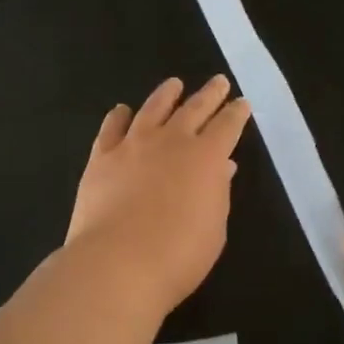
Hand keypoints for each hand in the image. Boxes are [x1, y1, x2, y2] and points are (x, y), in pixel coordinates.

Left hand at [65, 76, 252, 316]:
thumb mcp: (214, 228)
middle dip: (209, 94)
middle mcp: (171, 141)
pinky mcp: (101, 157)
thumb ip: (218, 193)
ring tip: (174, 84)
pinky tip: (122, 111)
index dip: (236, 113)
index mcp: (206, 158)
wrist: (118, 262)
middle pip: (194, 108)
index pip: (227, 126)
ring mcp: (133, 145)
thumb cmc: (178, 255)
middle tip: (218, 81)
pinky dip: (118, 116)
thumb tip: (222, 167)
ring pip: (153, 109)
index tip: (242, 103)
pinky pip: (111, 128)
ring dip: (166, 95)